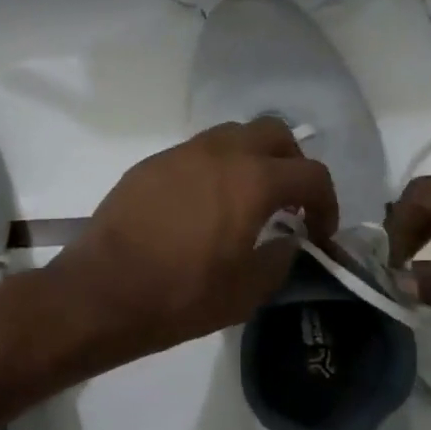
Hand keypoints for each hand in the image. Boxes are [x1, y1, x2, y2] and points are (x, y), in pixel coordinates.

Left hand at [52, 119, 337, 359]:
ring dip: (250, 160)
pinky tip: (202, 206)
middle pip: (273, 133)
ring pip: (231, 135)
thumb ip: (279, 259)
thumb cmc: (181, 296)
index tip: (319, 233)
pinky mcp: (150, 164)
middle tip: (288, 201)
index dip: (327, 203)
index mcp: (252, 180)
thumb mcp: (246, 292)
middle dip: (291, 163)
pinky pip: (194, 153)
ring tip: (245, 200)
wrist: (103, 291)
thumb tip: (287, 240)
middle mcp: (219, 153)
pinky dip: (213, 169)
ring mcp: (180, 153)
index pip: (311, 174)